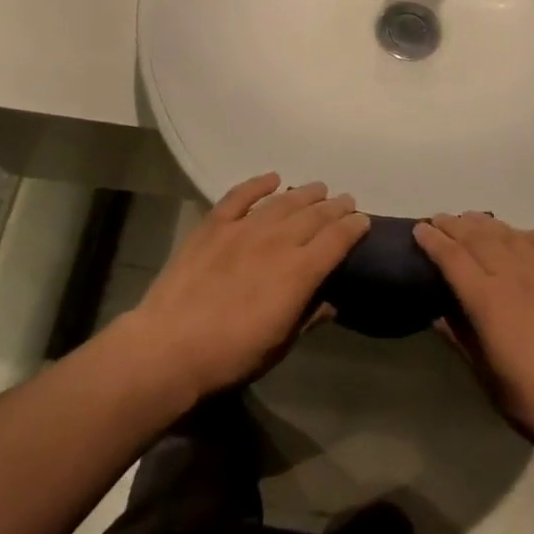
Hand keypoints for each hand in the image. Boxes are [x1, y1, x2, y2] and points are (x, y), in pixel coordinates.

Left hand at [124, 175, 368, 399]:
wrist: (169, 348)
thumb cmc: (231, 355)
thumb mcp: (280, 345)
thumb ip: (309, 316)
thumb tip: (333, 301)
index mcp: (300, 271)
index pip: (337, 239)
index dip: (354, 227)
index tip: (363, 221)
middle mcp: (278, 241)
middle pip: (315, 214)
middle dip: (335, 206)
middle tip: (346, 201)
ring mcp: (244, 228)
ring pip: (283, 201)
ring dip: (304, 193)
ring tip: (318, 188)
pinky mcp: (214, 225)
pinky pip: (240, 196)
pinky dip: (258, 184)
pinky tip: (272, 178)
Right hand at [413, 213, 533, 458]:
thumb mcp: (486, 377)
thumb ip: (461, 339)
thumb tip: (437, 313)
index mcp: (488, 301)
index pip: (453, 258)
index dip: (433, 240)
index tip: (419, 229)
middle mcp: (516, 276)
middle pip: (479, 238)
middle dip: (454, 225)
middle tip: (439, 219)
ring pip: (511, 236)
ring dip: (487, 224)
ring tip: (471, 219)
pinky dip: (533, 235)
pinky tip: (524, 236)